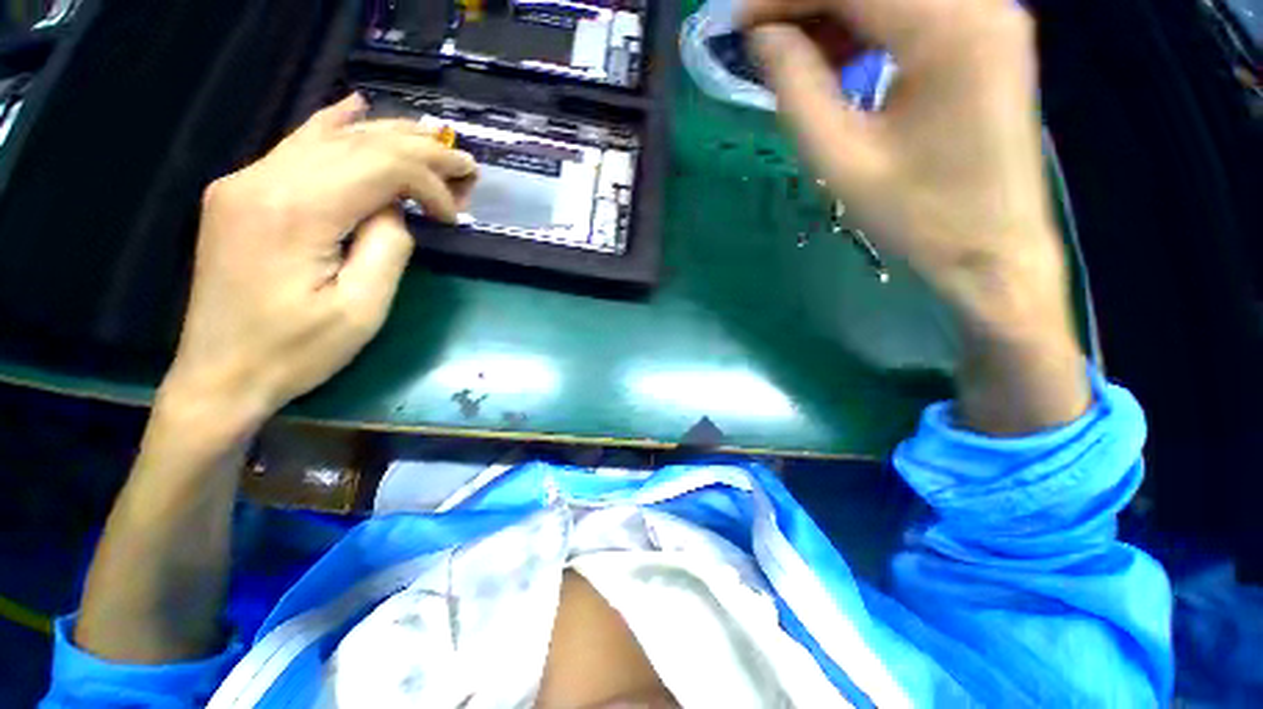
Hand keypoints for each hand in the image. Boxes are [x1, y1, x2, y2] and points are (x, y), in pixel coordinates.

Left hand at [163, 94, 476, 425]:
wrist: (219, 373)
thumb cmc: (296, 352)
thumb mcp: (363, 309)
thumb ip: (388, 247)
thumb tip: (397, 210)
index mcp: (296, 212)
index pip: (380, 167)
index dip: (429, 183)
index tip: (453, 216)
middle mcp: (264, 179)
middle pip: (358, 143)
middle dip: (420, 150)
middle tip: (463, 163)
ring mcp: (246, 180)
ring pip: (330, 137)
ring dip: (388, 137)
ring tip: (432, 139)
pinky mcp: (241, 191)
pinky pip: (297, 145)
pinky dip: (334, 126)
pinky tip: (355, 108)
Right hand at [745, 0, 1089, 432]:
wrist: (992, 250)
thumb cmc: (917, 216)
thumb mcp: (841, 159)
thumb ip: (797, 88)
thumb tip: (764, 37)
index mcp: (950, 29)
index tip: (739, 22)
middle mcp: (980, 1)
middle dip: (808, 0)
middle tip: (762, 39)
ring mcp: (990, 14)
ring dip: (836, 11)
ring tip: (794, 54)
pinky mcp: (987, 36)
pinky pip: (915, 8)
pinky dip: (867, 23)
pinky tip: (840, 58)